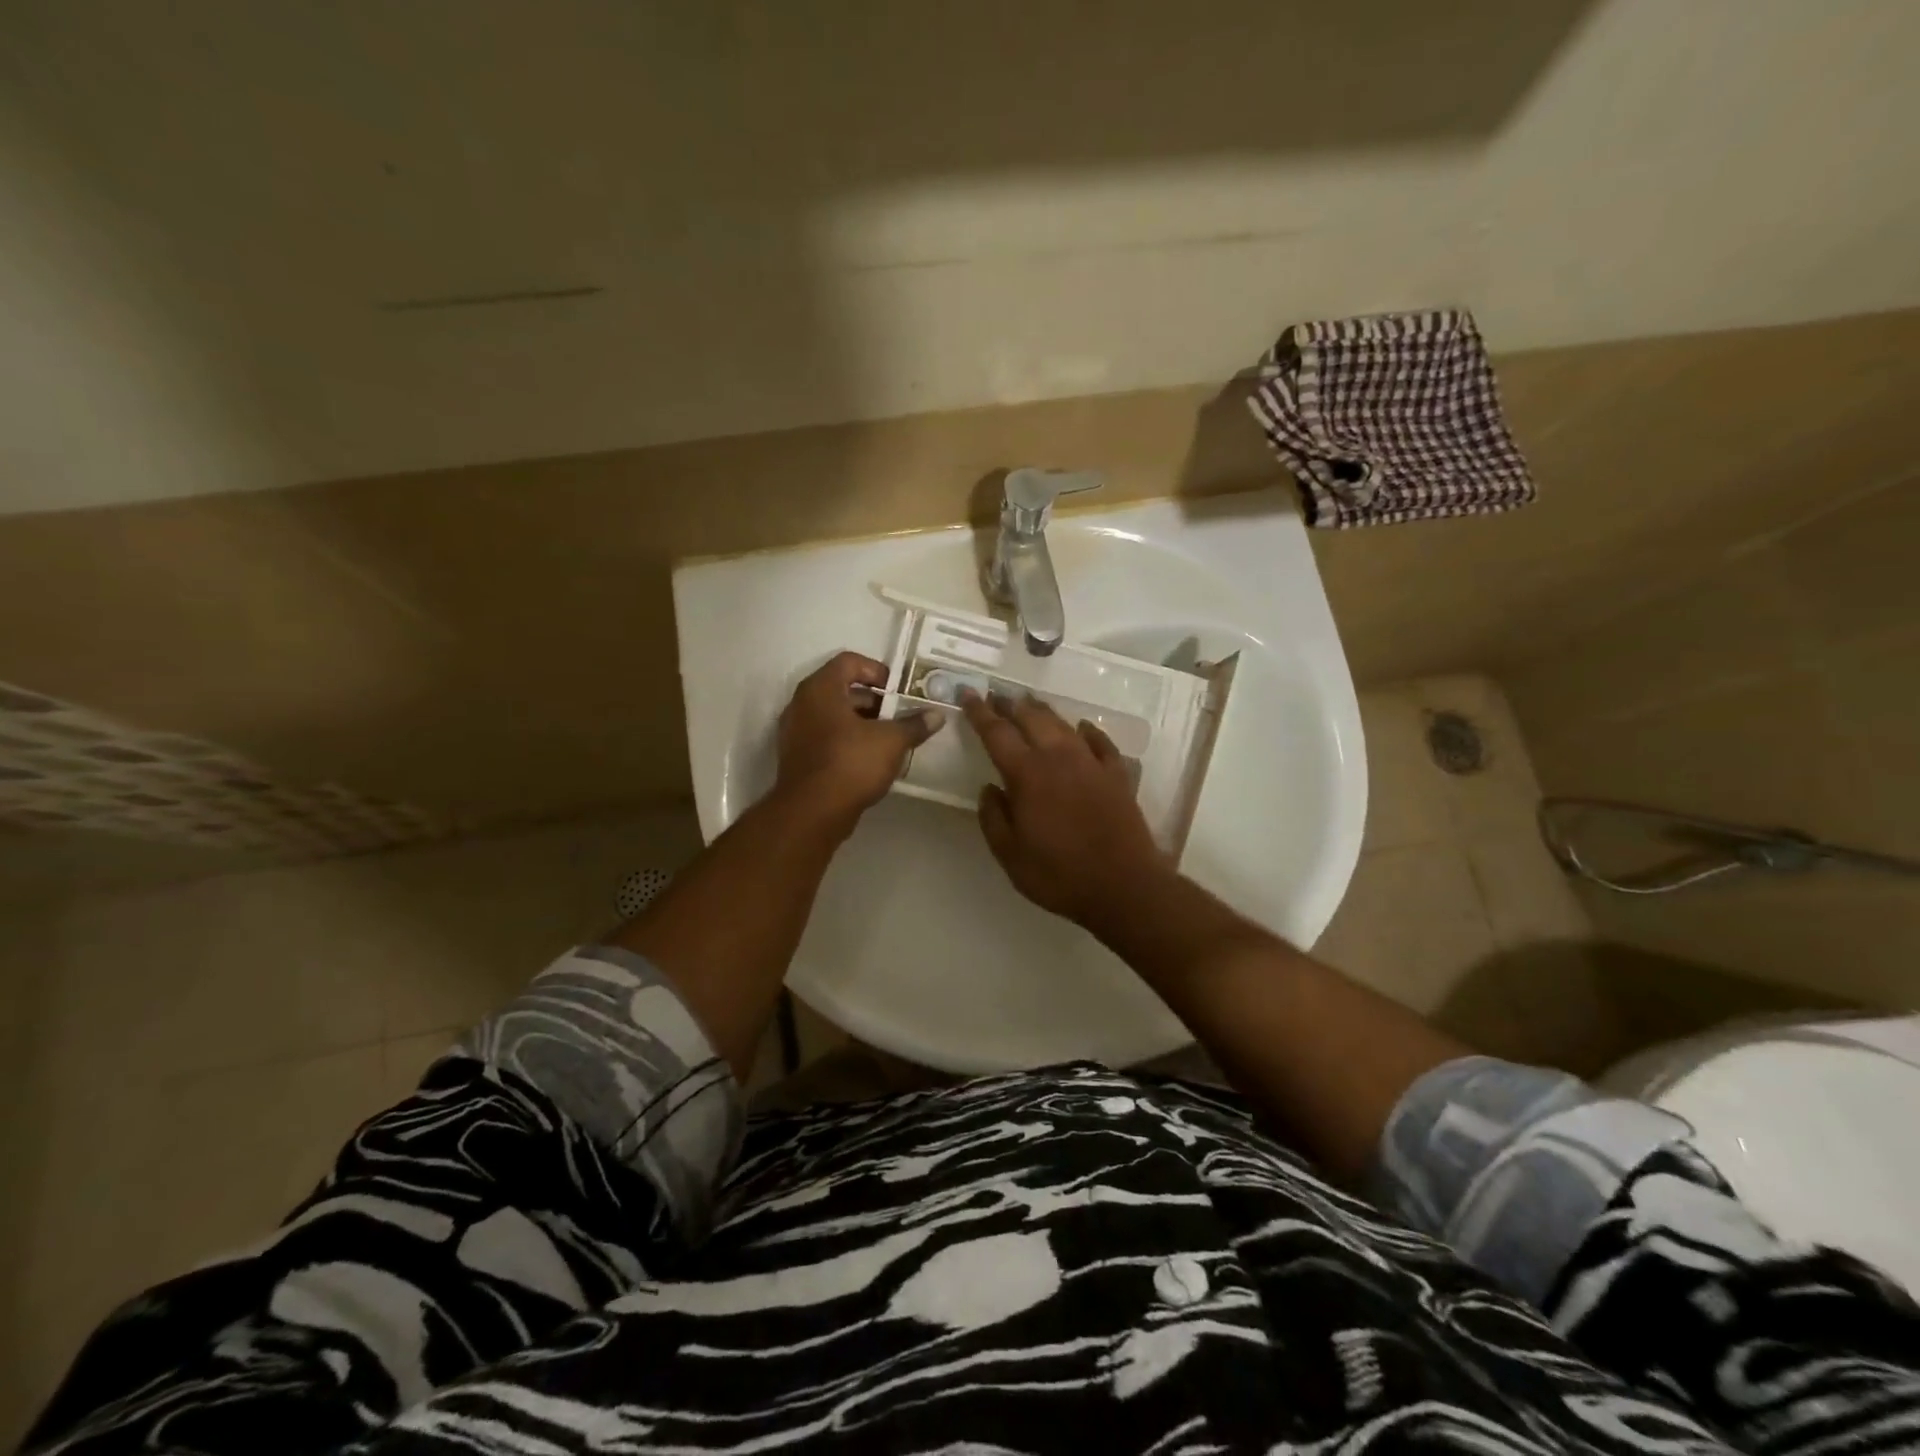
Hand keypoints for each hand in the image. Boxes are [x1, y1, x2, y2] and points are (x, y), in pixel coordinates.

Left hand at [776, 652, 939, 832]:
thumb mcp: (891, 741)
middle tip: (900, 714)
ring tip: (892, 738)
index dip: (877, 670)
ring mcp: (796, 731)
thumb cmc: (850, 764)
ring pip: (835, 716)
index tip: (898, 690)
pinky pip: (827, 737)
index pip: (849, 662)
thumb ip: (914, 725)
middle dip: (875, 701)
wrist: (812, 813)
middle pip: (842, 689)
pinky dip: (849, 740)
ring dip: (863, 722)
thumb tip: (937, 715)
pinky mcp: (798, 757)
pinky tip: (872, 759)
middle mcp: (802, 704)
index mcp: (821, 689)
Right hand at [961, 690, 1169, 927]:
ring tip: (1029, 704)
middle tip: (997, 696)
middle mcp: (1058, 758)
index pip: (997, 733)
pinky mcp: (1117, 775)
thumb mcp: (1010, 855)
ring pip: (1063, 725)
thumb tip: (989, 788)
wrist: (1124, 886)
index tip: (967, 693)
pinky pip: (1100, 742)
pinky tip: (1082, 728)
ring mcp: (1091, 763)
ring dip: (1043, 711)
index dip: (979, 712)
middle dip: (1011, 704)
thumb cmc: (1059, 874)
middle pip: (1031, 718)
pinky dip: (1087, 731)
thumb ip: (993, 818)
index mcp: (1027, 775)